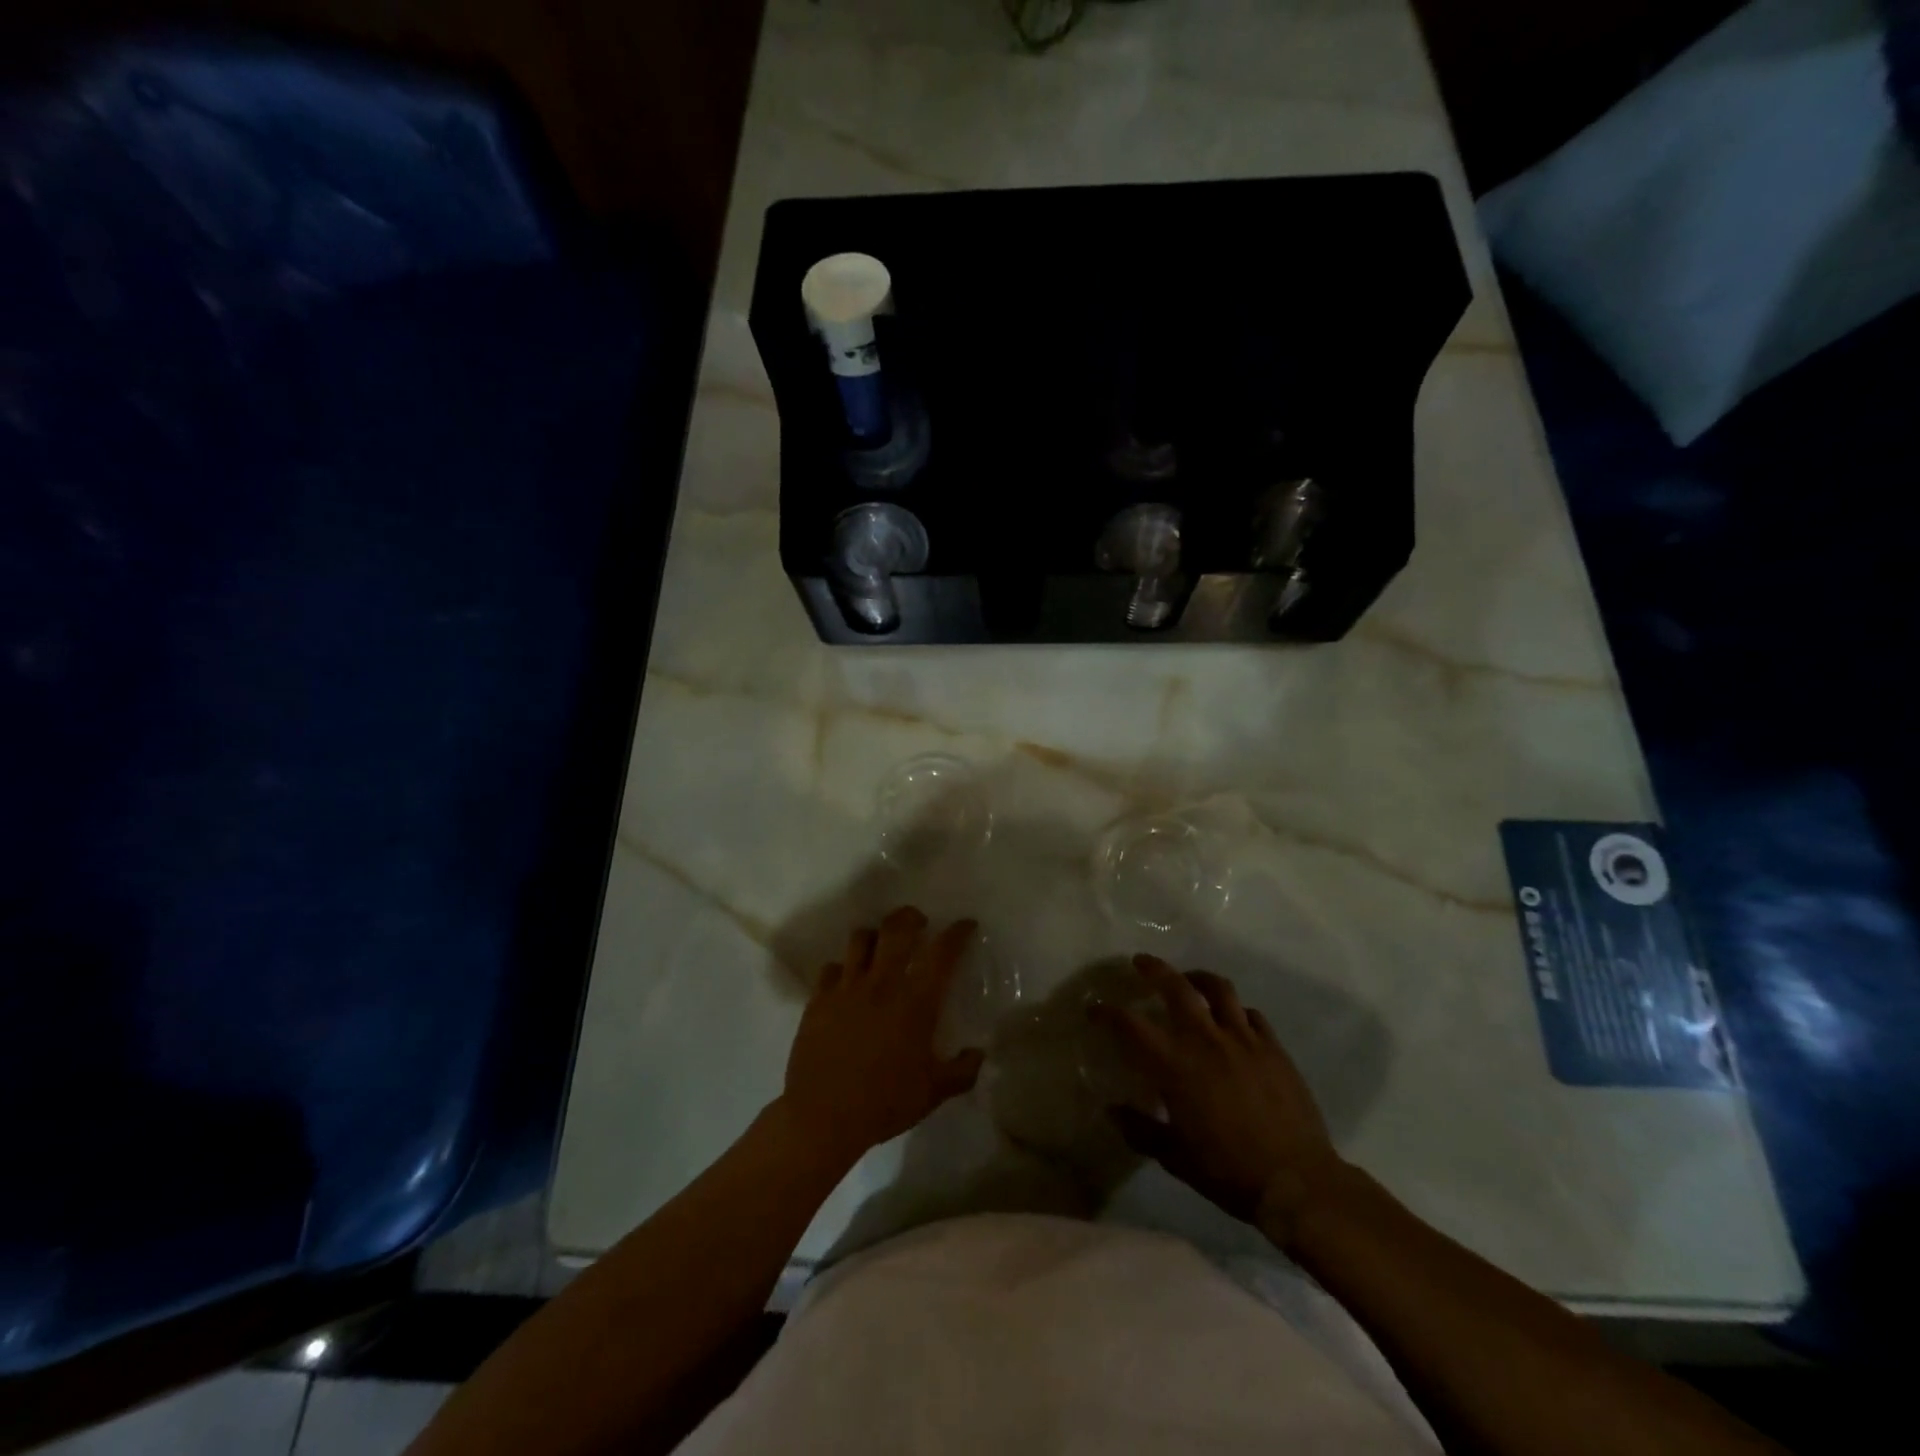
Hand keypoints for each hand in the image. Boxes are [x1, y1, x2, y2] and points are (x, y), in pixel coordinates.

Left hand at [779, 907, 984, 1164]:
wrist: (823, 1117)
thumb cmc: (884, 1103)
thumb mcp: (933, 1093)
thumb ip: (961, 1071)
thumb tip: (979, 1054)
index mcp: (916, 1002)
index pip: (942, 953)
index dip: (957, 933)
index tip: (965, 925)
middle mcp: (882, 984)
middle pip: (897, 929)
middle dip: (911, 917)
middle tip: (918, 922)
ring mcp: (847, 988)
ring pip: (861, 939)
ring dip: (874, 936)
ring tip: (880, 945)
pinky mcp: (819, 999)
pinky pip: (831, 968)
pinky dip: (842, 968)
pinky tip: (846, 980)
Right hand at [1095, 954, 1345, 1239]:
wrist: (1297, 1182)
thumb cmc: (1228, 1171)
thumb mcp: (1174, 1157)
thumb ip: (1140, 1129)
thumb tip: (1112, 1111)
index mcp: (1175, 1065)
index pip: (1131, 1026)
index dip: (1108, 1013)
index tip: (1094, 1009)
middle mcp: (1206, 1040)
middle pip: (1177, 987)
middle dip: (1154, 969)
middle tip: (1141, 962)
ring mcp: (1244, 1040)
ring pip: (1219, 989)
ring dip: (1198, 978)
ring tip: (1190, 979)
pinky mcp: (1274, 1048)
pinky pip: (1252, 1014)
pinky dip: (1237, 1010)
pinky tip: (1234, 1018)